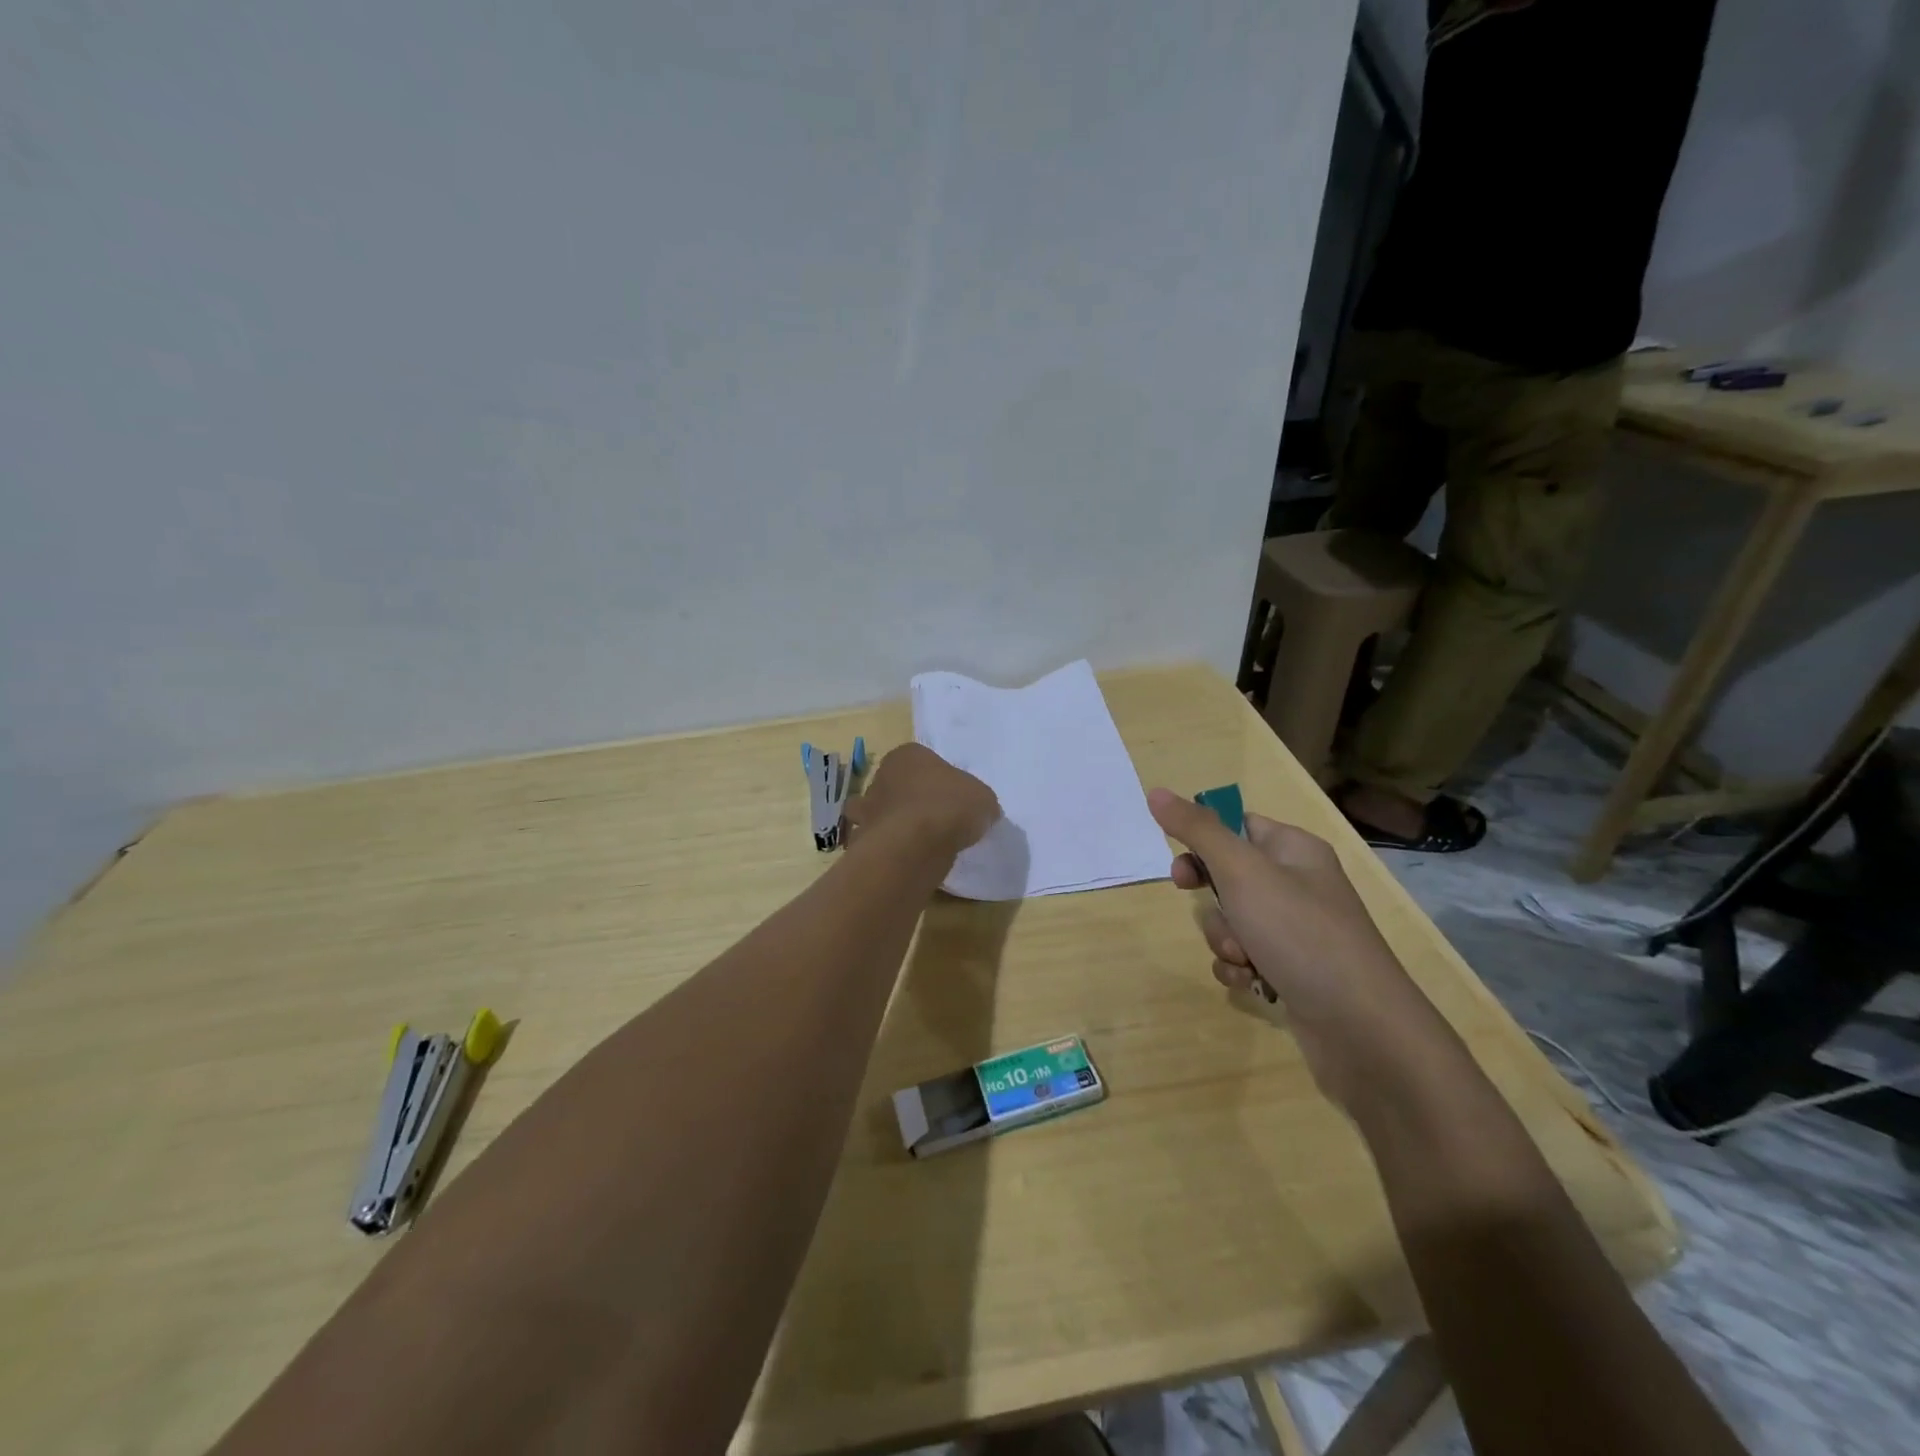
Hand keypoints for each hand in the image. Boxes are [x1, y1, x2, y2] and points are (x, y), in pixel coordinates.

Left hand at [845, 744, 1000, 856]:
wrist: (914, 845)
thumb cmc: (949, 806)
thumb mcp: (982, 798)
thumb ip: (978, 800)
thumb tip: (980, 811)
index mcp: (907, 755)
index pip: (921, 760)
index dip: (936, 777)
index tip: (950, 796)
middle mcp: (880, 776)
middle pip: (895, 785)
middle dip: (908, 799)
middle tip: (934, 819)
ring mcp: (867, 810)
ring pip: (879, 814)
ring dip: (892, 825)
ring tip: (918, 842)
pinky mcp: (862, 840)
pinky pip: (877, 843)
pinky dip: (888, 850)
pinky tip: (908, 860)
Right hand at [1147, 788, 1457, 1109]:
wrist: (1361, 1028)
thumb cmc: (1300, 934)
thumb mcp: (1242, 871)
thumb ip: (1196, 830)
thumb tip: (1156, 791)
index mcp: (1295, 849)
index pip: (1239, 825)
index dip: (1204, 843)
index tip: (1182, 870)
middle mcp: (1299, 884)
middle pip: (1229, 876)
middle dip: (1212, 901)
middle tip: (1213, 912)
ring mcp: (1298, 931)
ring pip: (1233, 920)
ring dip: (1225, 939)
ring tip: (1245, 957)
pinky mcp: (1294, 970)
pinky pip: (1246, 956)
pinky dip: (1240, 967)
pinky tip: (1251, 982)